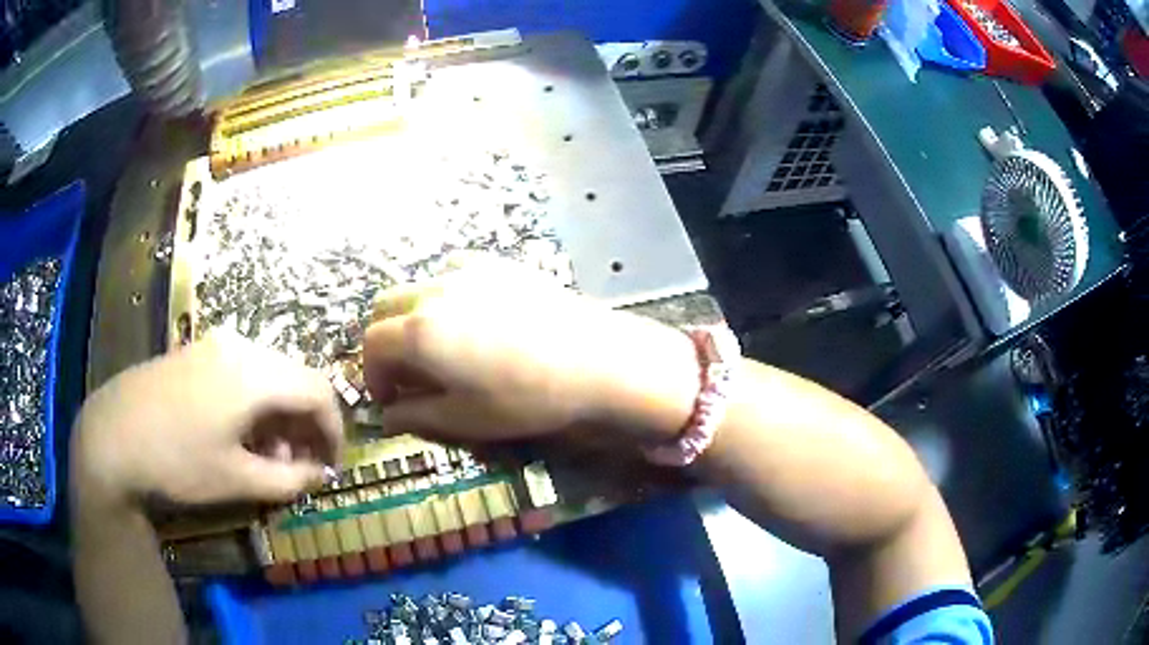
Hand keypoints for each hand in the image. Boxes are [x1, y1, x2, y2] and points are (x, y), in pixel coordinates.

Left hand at [72, 335, 343, 506]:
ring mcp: (214, 345)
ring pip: (268, 375)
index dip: (334, 431)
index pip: (319, 391)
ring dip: (279, 416)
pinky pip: (242, 372)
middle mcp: (240, 346)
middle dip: (305, 425)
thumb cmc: (176, 461)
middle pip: (294, 379)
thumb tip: (322, 476)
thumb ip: (289, 480)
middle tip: (298, 466)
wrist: (111, 436)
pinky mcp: (196, 352)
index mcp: (254, 374)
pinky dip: (254, 404)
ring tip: (266, 457)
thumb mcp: (236, 481)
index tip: (330, 466)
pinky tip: (238, 434)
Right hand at [364, 261, 699, 443]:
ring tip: (440, 347)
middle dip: (385, 341)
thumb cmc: (526, 397)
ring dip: (411, 317)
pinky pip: (452, 273)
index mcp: (419, 332)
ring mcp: (467, 272)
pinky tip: (473, 320)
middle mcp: (434, 291)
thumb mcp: (465, 419)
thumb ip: (416, 415)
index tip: (390, 400)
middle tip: (407, 373)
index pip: (372, 345)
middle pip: (384, 307)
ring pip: (416, 286)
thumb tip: (388, 417)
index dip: (373, 376)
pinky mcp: (498, 265)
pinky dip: (443, 296)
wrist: (595, 359)